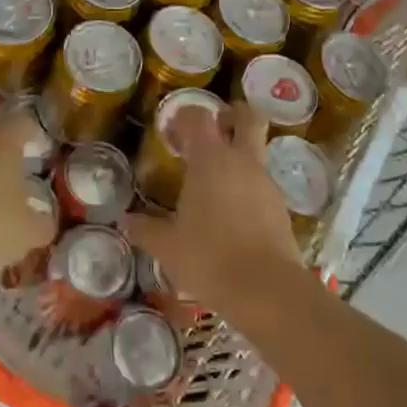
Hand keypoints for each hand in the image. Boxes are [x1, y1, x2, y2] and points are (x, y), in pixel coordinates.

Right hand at [125, 102, 305, 320]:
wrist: (267, 291)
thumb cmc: (209, 258)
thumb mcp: (168, 247)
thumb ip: (146, 229)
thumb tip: (126, 220)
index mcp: (211, 159)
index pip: (198, 117)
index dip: (184, 117)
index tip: (170, 132)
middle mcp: (242, 161)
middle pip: (247, 117)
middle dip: (231, 115)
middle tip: (212, 129)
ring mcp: (265, 182)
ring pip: (256, 151)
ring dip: (238, 156)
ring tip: (213, 184)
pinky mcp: (280, 207)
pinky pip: (261, 184)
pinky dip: (246, 187)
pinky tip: (230, 214)